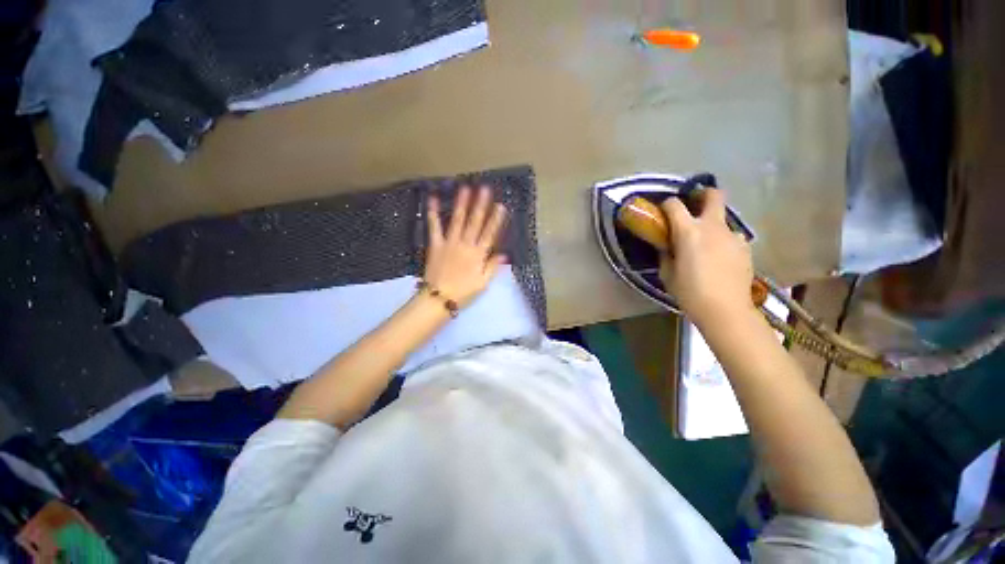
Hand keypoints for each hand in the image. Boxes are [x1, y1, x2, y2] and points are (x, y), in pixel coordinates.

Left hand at [424, 186, 507, 307]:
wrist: (439, 298)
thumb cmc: (464, 292)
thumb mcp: (483, 283)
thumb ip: (493, 267)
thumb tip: (504, 254)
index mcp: (478, 255)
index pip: (489, 234)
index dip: (496, 220)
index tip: (501, 205)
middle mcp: (465, 245)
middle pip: (475, 222)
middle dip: (480, 205)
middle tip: (484, 188)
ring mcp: (449, 243)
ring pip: (458, 220)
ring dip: (462, 204)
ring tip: (465, 188)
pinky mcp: (435, 244)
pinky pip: (434, 227)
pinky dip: (432, 213)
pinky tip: (431, 199)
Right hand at [659, 189, 754, 324]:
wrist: (725, 310)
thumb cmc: (689, 292)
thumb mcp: (668, 274)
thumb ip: (666, 255)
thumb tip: (667, 247)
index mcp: (688, 231)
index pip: (674, 205)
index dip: (667, 205)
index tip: (663, 212)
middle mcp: (712, 227)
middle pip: (713, 196)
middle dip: (703, 195)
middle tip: (694, 205)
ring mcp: (733, 236)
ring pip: (723, 220)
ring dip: (712, 225)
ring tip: (706, 244)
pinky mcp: (745, 248)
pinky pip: (732, 238)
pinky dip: (723, 242)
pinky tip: (719, 259)